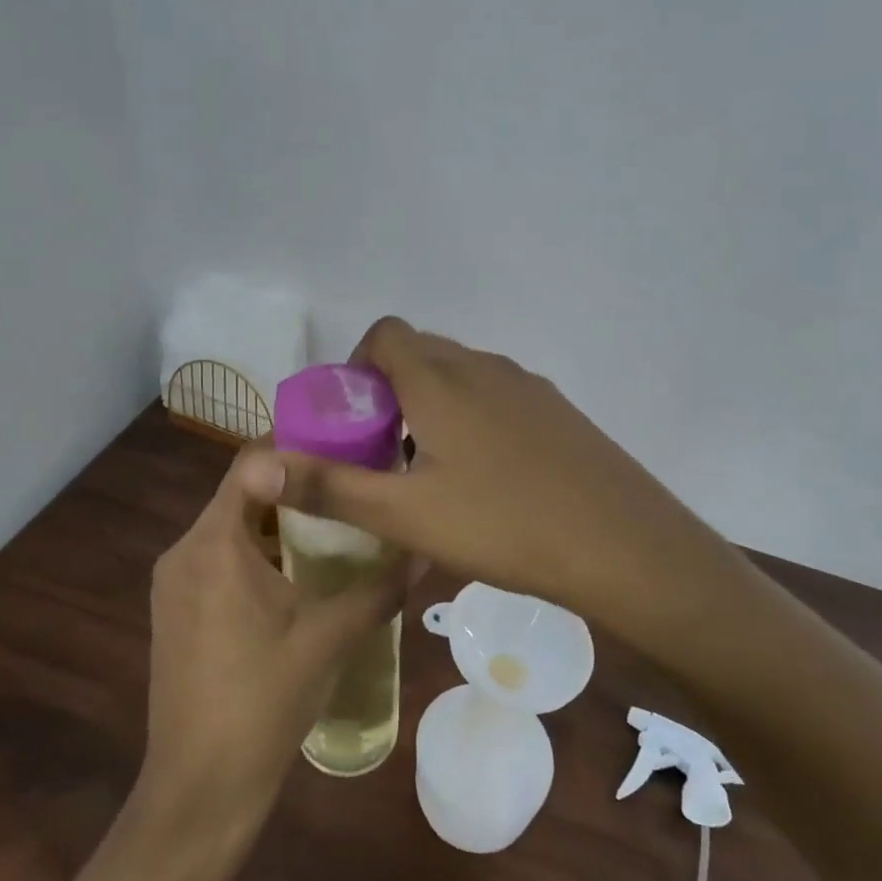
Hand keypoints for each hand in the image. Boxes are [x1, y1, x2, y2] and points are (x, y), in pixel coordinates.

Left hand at [134, 446, 413, 847]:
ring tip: (334, 523)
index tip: (345, 448)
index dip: (298, 447)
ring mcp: (174, 582)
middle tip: (350, 485)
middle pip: (242, 493)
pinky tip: (298, 573)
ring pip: (230, 527)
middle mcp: (183, 550)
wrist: (199, 789)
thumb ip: (380, 587)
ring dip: (277, 521)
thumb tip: (426, 548)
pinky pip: (218, 558)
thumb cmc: (263, 703)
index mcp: (213, 544)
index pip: (251, 463)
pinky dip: (256, 552)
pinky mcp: (175, 609)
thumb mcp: (330, 638)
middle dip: (295, 486)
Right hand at [274, 318, 701, 631]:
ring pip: (460, 375)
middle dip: (390, 391)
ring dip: (432, 405)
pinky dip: (473, 417)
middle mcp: (482, 366)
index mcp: (440, 378)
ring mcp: (526, 386)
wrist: (624, 545)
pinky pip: (497, 395)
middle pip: (420, 352)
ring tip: (431, 471)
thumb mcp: (406, 514)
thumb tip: (257, 465)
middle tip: (384, 454)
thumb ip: (330, 486)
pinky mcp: (557, 410)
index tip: (354, 422)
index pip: (385, 335)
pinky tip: (487, 479)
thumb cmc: (504, 525)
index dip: (357, 367)